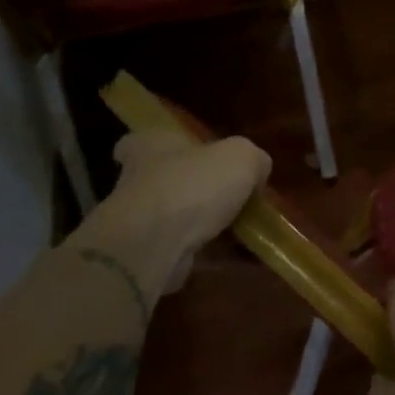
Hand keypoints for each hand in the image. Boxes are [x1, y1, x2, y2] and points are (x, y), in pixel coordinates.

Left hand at [69, 131, 270, 301]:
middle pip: (168, 178)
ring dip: (206, 223)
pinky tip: (236, 255)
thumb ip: (254, 160)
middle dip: (196, 188)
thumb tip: (257, 173)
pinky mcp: (147, 254)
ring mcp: (139, 220)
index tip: (190, 156)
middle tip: (232, 196)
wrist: (154, 246)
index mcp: (152, 145)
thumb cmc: (194, 185)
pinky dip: (208, 252)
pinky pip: (184, 248)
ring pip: (178, 216)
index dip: (167, 145)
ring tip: (245, 230)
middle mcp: (138, 179)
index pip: (147, 139)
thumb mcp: (242, 157)